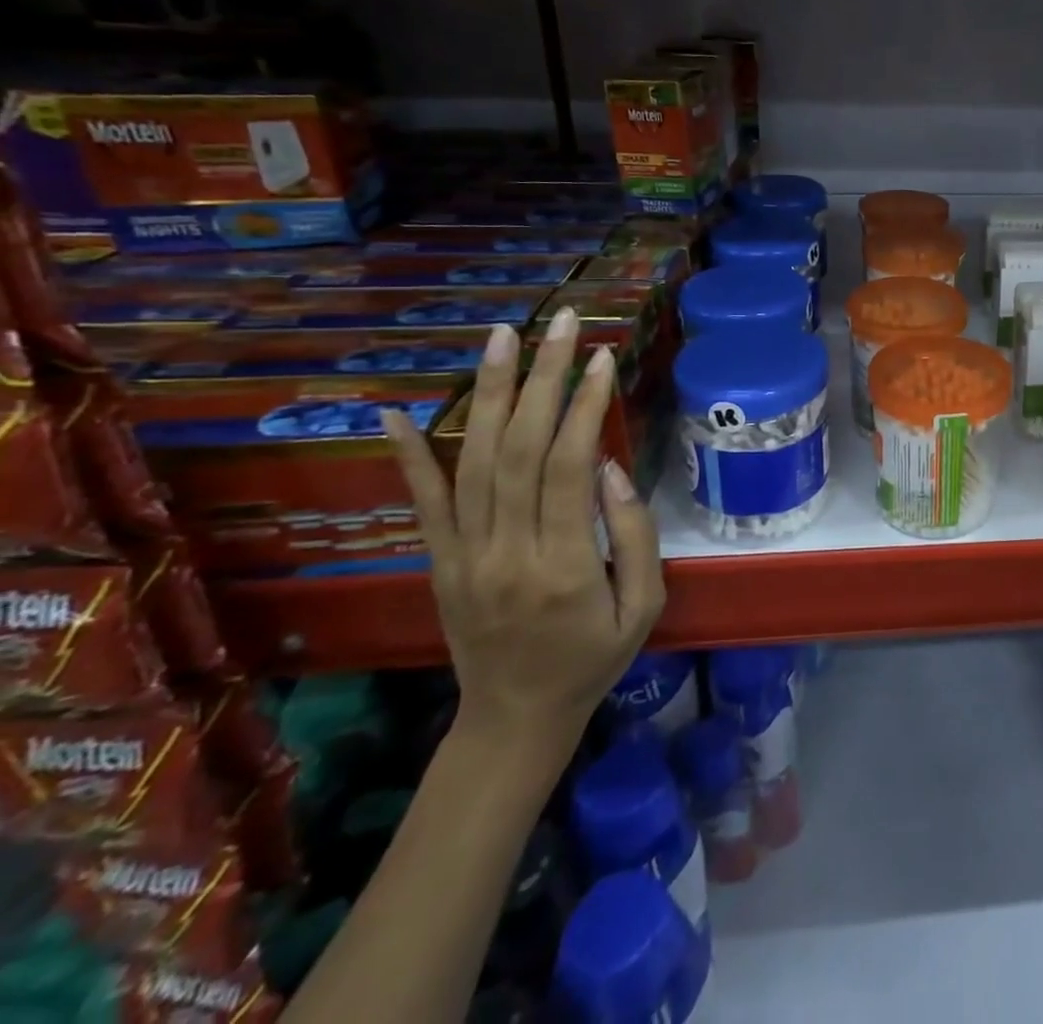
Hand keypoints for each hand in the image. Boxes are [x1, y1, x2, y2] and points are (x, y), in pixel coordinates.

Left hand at [382, 308, 664, 756]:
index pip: (570, 467)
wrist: (516, 718)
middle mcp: (506, 551)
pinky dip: (409, 454)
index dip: (586, 406)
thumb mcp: (644, 604)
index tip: (602, 357)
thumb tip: (611, 467)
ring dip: (490, 393)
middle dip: (545, 378)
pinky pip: (422, 502)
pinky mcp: (440, 561)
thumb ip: (634, 534)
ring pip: (475, 460)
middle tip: (562, 322)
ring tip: (504, 337)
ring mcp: (465, 555)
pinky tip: (397, 410)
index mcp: (565, 566)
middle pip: (521, 449)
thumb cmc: (595, 658)